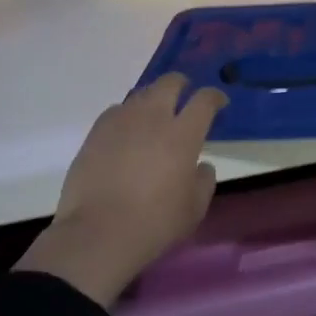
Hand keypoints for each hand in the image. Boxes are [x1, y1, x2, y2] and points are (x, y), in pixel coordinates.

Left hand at [14, 74, 227, 306]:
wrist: (99, 232)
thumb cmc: (155, 222)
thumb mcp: (194, 209)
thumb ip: (204, 181)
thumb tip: (201, 165)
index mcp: (182, 134)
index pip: (204, 100)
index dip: (215, 97)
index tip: (218, 103)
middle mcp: (153, 117)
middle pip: (170, 82)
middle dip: (182, 85)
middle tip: (184, 97)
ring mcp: (121, 120)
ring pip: (141, 94)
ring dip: (153, 100)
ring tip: (154, 117)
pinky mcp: (96, 131)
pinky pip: (116, 111)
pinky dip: (127, 116)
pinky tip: (126, 133)